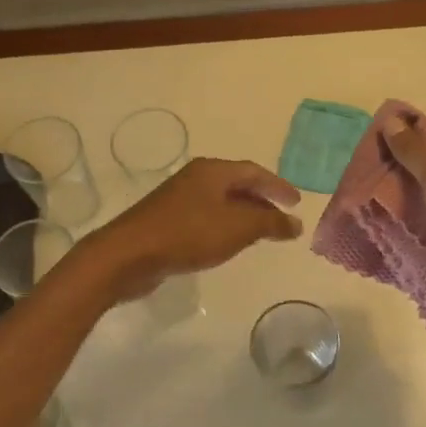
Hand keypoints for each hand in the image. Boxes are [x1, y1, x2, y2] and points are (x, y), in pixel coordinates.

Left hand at [79, 158, 302, 302]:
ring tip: (262, 234)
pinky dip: (225, 226)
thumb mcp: (237, 227)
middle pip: (237, 184)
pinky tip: (229, 244)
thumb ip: (270, 224)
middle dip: (262, 201)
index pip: (254, 172)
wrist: (128, 255)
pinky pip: (206, 218)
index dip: (278, 186)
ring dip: (244, 215)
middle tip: (282, 218)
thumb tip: (296, 223)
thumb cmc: (188, 234)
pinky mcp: (168, 221)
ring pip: (221, 202)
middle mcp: (196, 178)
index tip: (297, 202)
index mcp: (213, 171)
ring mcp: (179, 199)